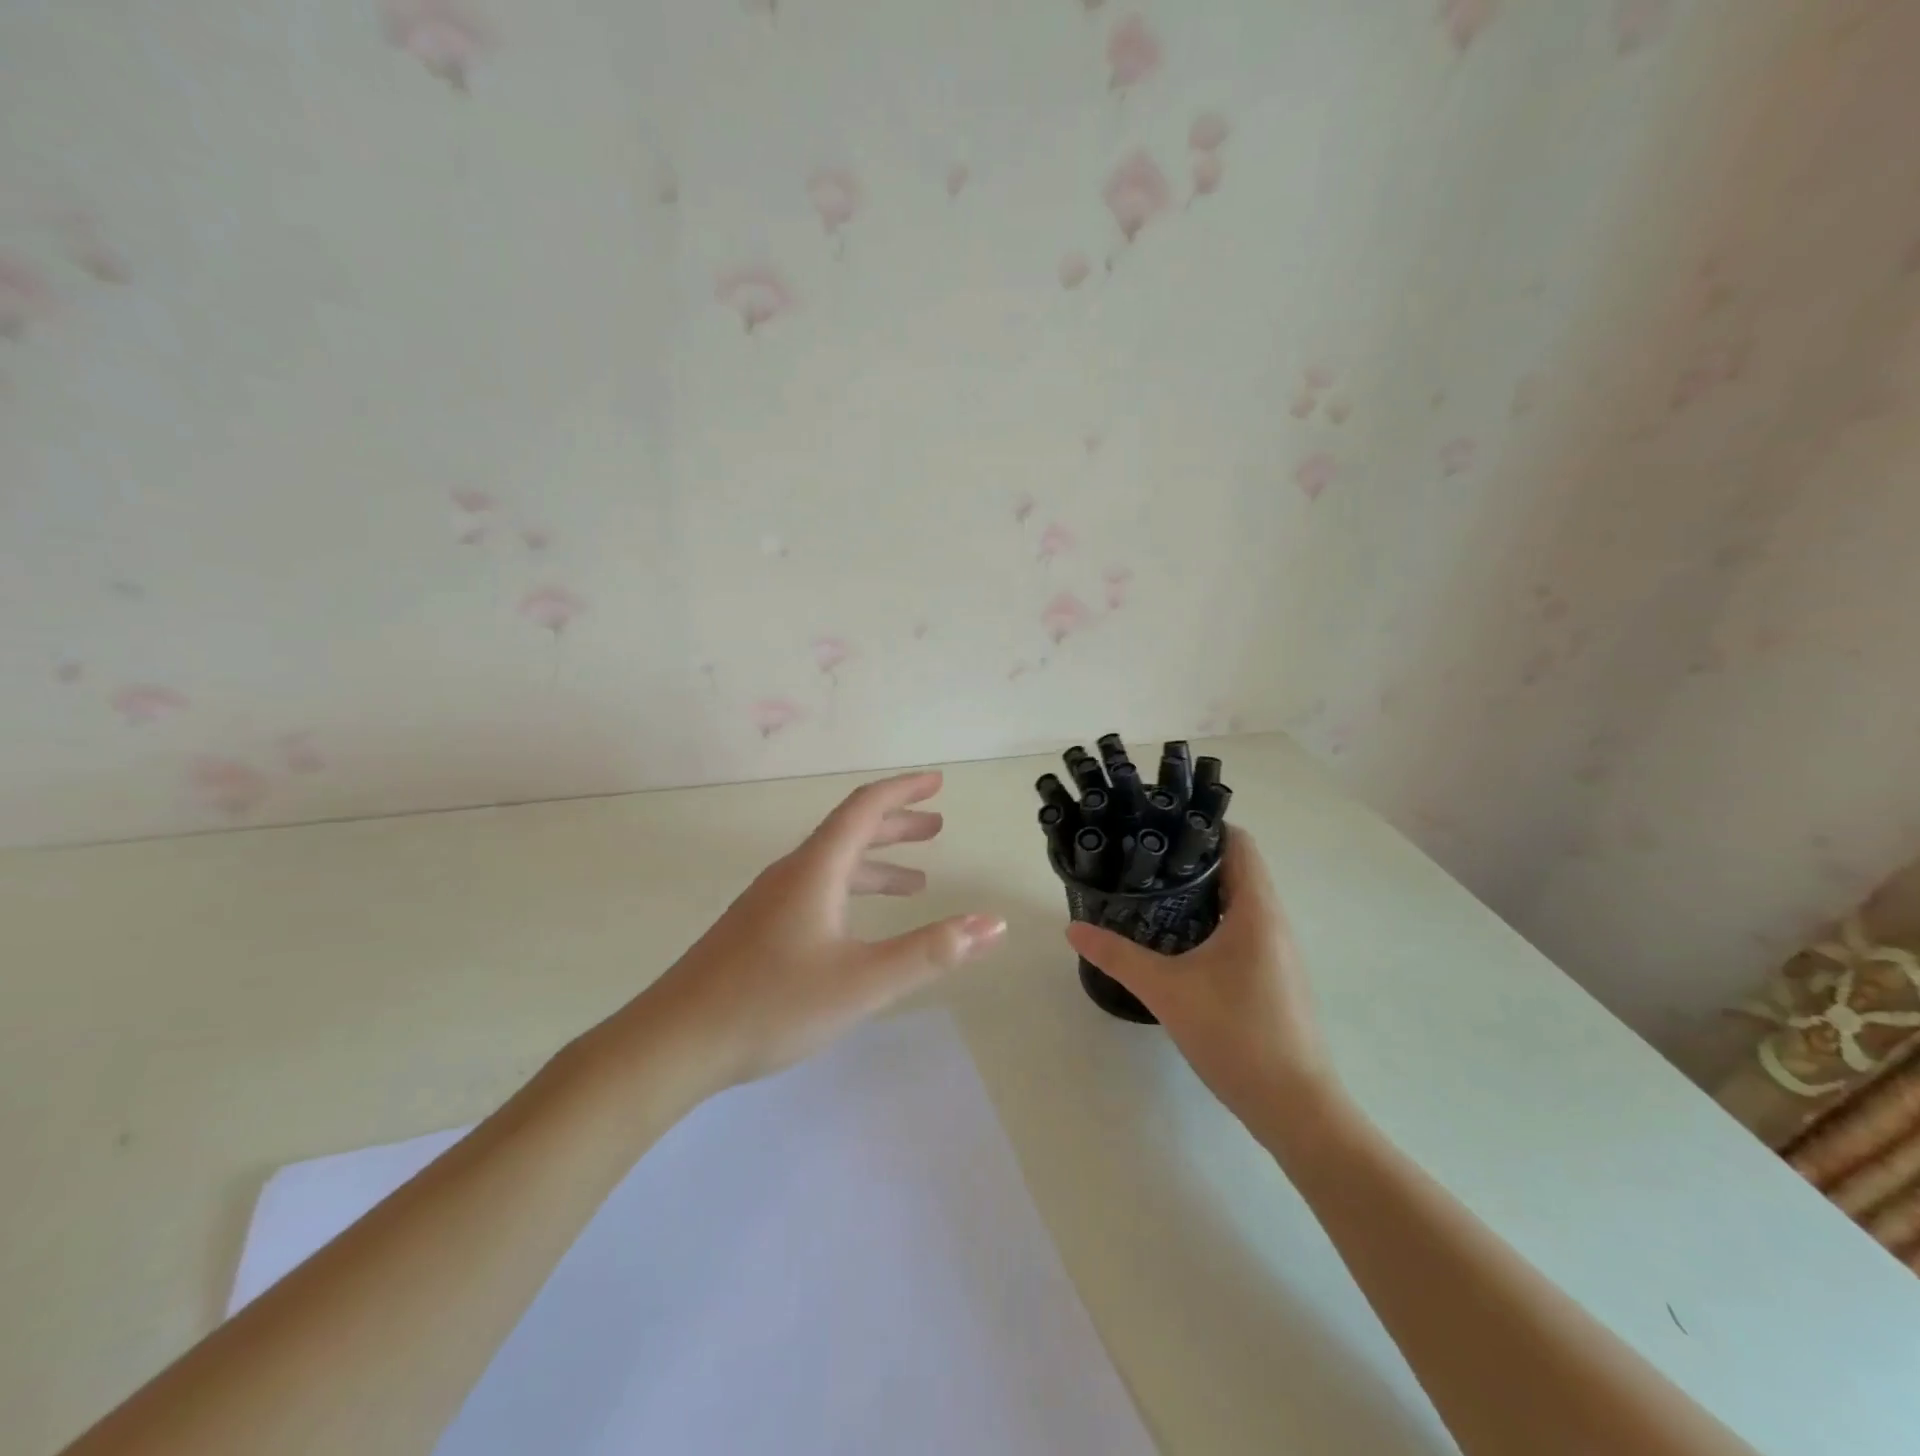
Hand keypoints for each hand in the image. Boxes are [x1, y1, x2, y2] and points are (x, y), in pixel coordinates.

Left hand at [629, 771, 1005, 1093]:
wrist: (673, 1043)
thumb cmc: (771, 1004)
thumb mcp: (863, 981)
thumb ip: (930, 952)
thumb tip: (992, 924)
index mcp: (815, 870)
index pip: (864, 809)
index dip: (903, 791)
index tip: (936, 782)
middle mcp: (791, 874)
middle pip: (849, 832)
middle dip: (896, 826)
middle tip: (937, 828)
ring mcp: (768, 902)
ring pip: (832, 865)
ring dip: (876, 863)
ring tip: (916, 882)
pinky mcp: (757, 930)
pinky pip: (816, 890)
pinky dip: (851, 890)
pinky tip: (857, 925)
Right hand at [1066, 827, 1333, 1129]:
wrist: (1296, 1108)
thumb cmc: (1236, 1034)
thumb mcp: (1166, 990)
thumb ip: (1117, 956)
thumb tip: (1073, 928)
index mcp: (1257, 910)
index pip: (1238, 842)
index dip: (1202, 825)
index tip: (1159, 822)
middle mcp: (1274, 922)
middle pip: (1237, 868)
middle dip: (1192, 857)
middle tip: (1143, 856)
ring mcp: (1278, 952)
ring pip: (1240, 901)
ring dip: (1202, 891)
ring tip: (1152, 891)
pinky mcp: (1274, 977)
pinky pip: (1244, 929)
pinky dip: (1213, 920)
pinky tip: (1178, 939)